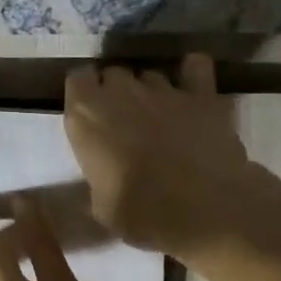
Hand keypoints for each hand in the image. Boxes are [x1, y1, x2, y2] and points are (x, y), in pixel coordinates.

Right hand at [63, 54, 259, 259]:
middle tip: (123, 121)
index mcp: (87, 115)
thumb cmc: (140, 214)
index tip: (89, 113)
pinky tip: (192, 90)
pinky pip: (195, 67)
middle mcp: (121, 92)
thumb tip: (104, 182)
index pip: (77, 78)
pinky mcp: (202, 95)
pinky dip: (192, 73)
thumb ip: (98, 178)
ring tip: (158, 116)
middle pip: (114, 73)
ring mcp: (164, 89)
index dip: (84, 93)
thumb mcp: (101, 205)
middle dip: (116, 92)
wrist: (203, 211)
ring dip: (149, 91)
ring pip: (150, 75)